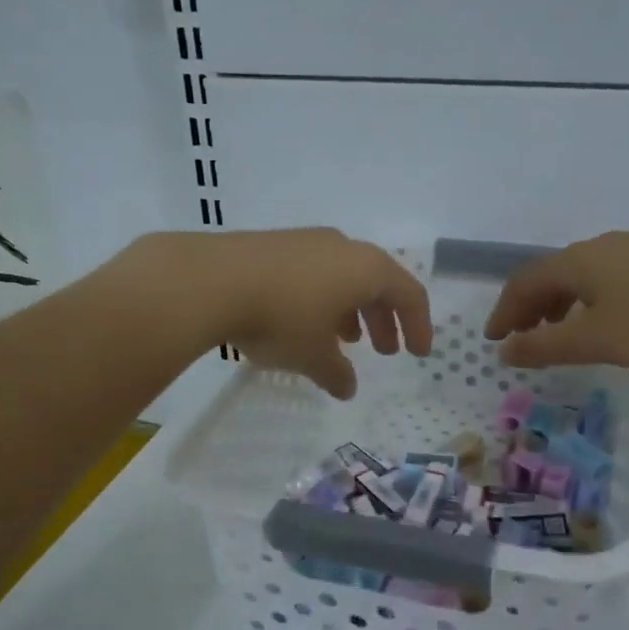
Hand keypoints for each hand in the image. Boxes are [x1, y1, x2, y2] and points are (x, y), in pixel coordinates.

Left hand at [126, 229, 432, 397]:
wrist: (210, 280)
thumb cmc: (280, 318)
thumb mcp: (314, 356)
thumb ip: (337, 374)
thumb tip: (347, 387)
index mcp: (366, 268)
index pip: (409, 295)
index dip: (418, 326)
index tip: (418, 354)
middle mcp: (342, 247)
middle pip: (377, 282)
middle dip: (384, 319)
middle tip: (382, 351)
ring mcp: (306, 241)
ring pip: (343, 276)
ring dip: (352, 309)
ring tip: (344, 340)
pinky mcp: (274, 244)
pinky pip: (314, 272)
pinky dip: (322, 299)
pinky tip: (304, 323)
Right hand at [482, 231, 628, 368]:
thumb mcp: (592, 340)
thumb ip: (543, 346)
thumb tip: (505, 349)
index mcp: (574, 262)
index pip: (523, 284)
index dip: (504, 312)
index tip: (494, 339)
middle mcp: (597, 247)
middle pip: (549, 276)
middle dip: (529, 308)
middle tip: (522, 338)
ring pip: (579, 276)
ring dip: (558, 305)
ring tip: (559, 333)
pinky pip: (605, 277)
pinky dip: (587, 300)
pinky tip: (604, 320)